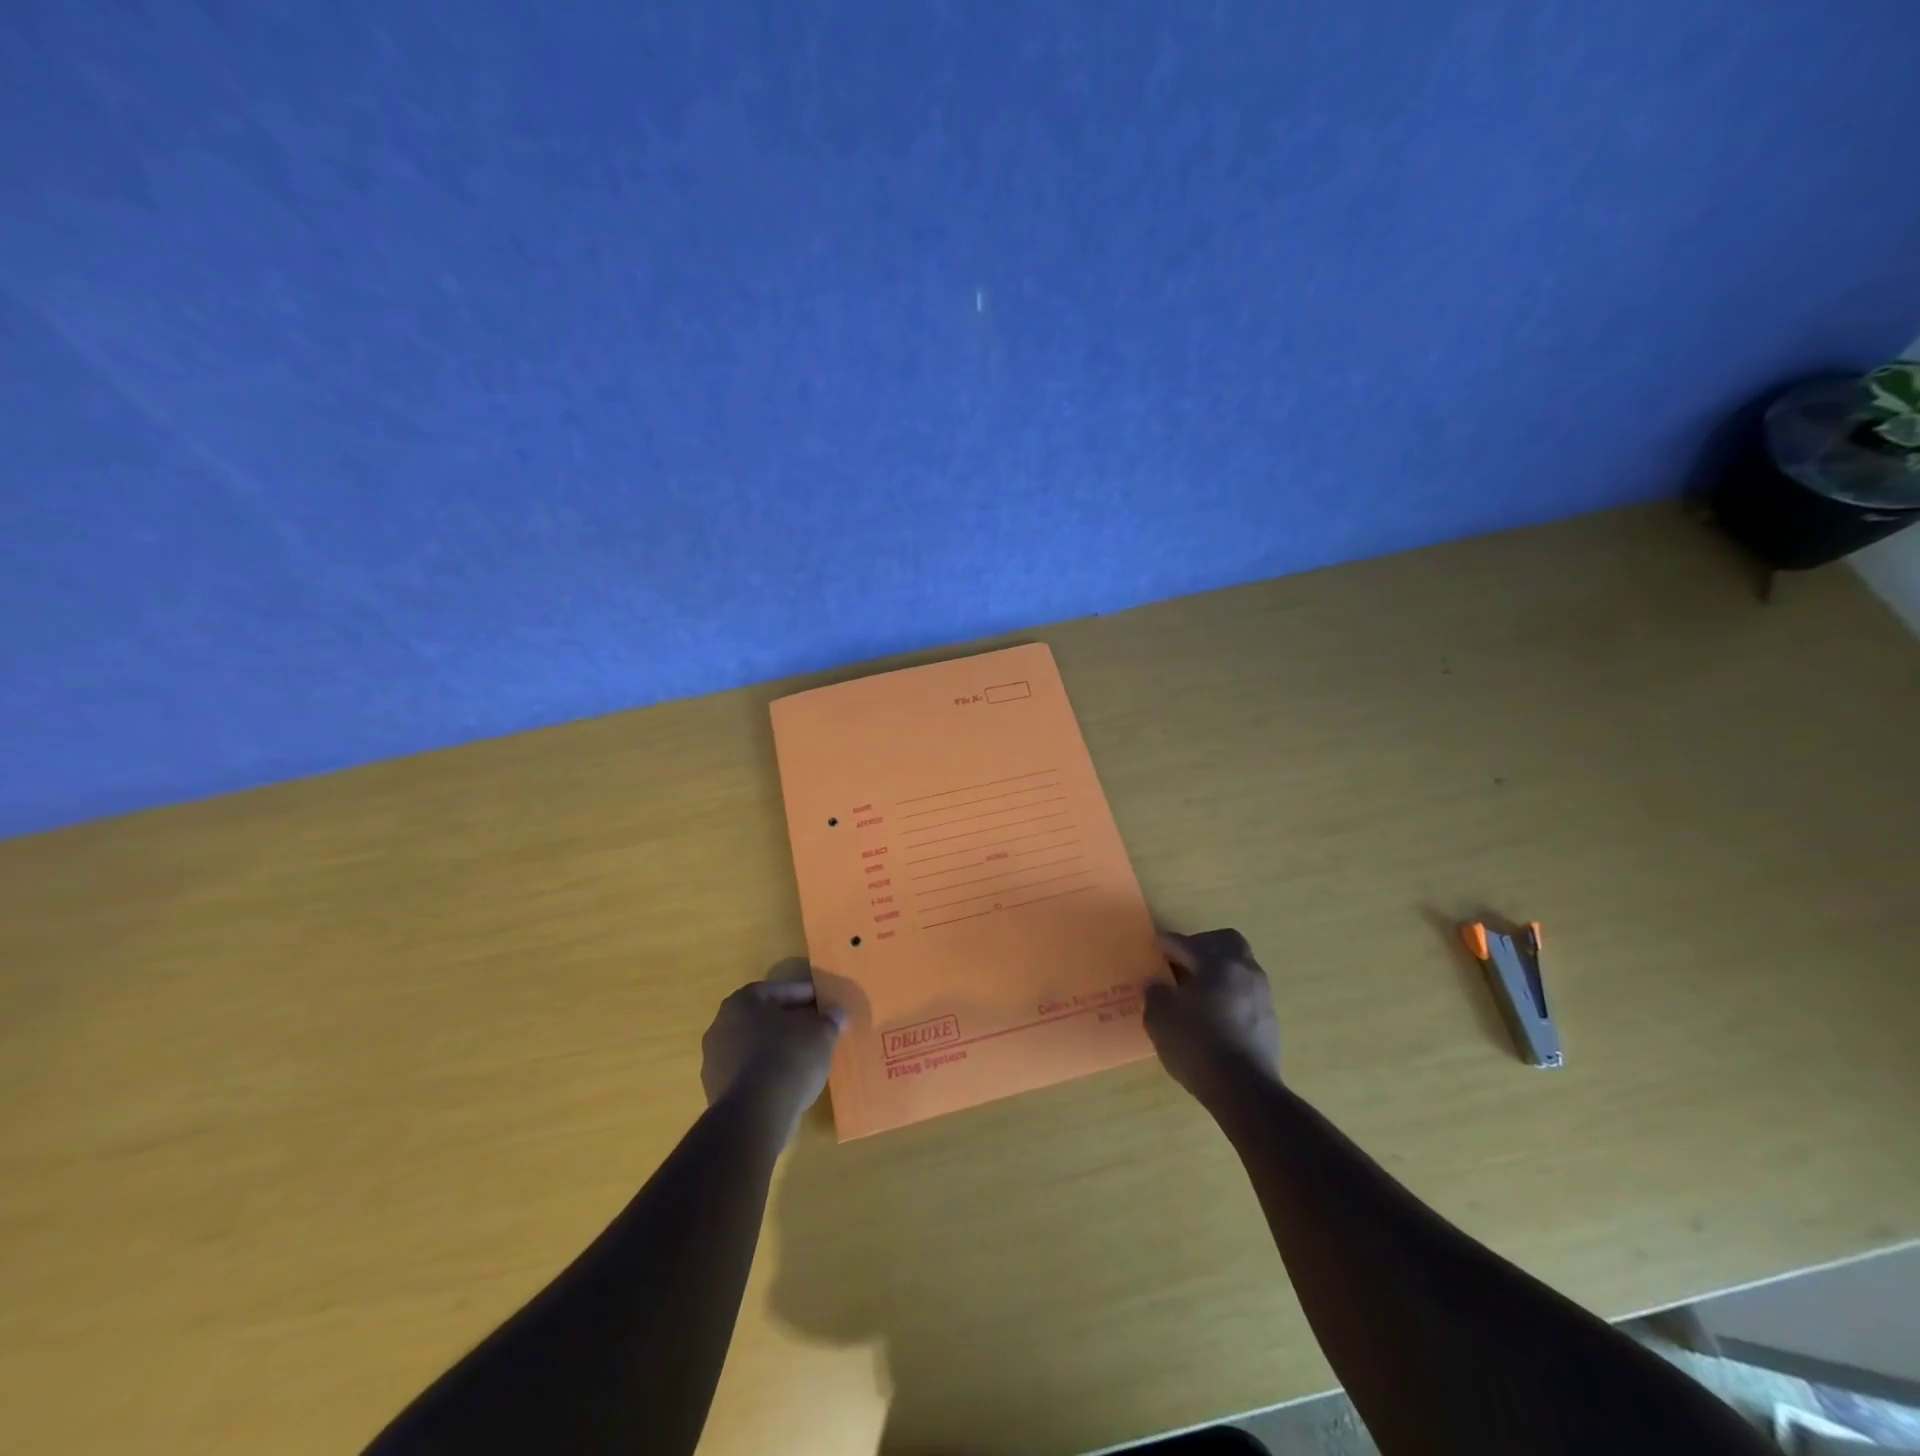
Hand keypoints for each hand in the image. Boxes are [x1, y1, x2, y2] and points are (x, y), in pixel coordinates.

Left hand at [700, 963, 845, 1140]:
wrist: (755, 1116)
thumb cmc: (788, 1058)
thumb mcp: (821, 1033)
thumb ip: (829, 1020)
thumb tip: (837, 1014)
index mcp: (741, 1003)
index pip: (777, 991)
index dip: (804, 996)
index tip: (823, 1004)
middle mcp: (720, 1027)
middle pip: (763, 1019)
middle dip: (790, 1023)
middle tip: (816, 1029)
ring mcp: (714, 1063)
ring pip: (755, 1048)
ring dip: (778, 1050)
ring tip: (806, 1059)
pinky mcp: (717, 1094)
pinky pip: (750, 1074)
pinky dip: (769, 1074)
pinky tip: (790, 1083)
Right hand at [1143, 929, 1280, 1105]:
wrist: (1245, 1092)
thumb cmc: (1198, 1046)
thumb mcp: (1160, 1018)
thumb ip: (1155, 993)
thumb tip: (1157, 984)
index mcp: (1217, 963)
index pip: (1186, 943)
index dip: (1166, 944)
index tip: (1154, 946)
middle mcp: (1244, 971)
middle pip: (1226, 942)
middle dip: (1203, 945)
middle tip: (1182, 961)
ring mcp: (1262, 995)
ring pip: (1239, 967)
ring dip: (1218, 970)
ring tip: (1196, 990)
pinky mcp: (1269, 1020)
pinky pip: (1245, 992)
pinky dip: (1228, 993)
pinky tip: (1212, 1013)